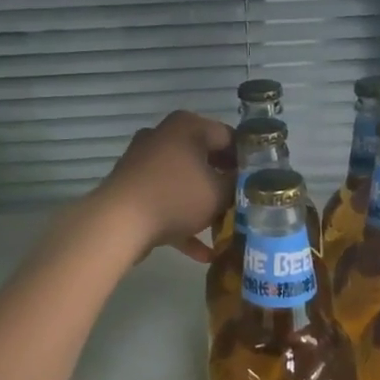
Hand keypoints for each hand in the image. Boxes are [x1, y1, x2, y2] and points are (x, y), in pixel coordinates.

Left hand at [96, 111, 234, 261]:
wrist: (118, 222)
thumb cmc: (176, 197)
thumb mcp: (220, 191)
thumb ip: (239, 184)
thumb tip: (247, 181)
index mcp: (188, 126)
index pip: (229, 136)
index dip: (248, 159)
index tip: (261, 182)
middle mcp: (164, 136)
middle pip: (205, 158)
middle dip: (225, 183)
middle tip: (245, 203)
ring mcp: (145, 162)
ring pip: (185, 181)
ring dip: (204, 204)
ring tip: (226, 227)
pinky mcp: (133, 188)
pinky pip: (166, 200)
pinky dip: (183, 222)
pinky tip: (203, 253)